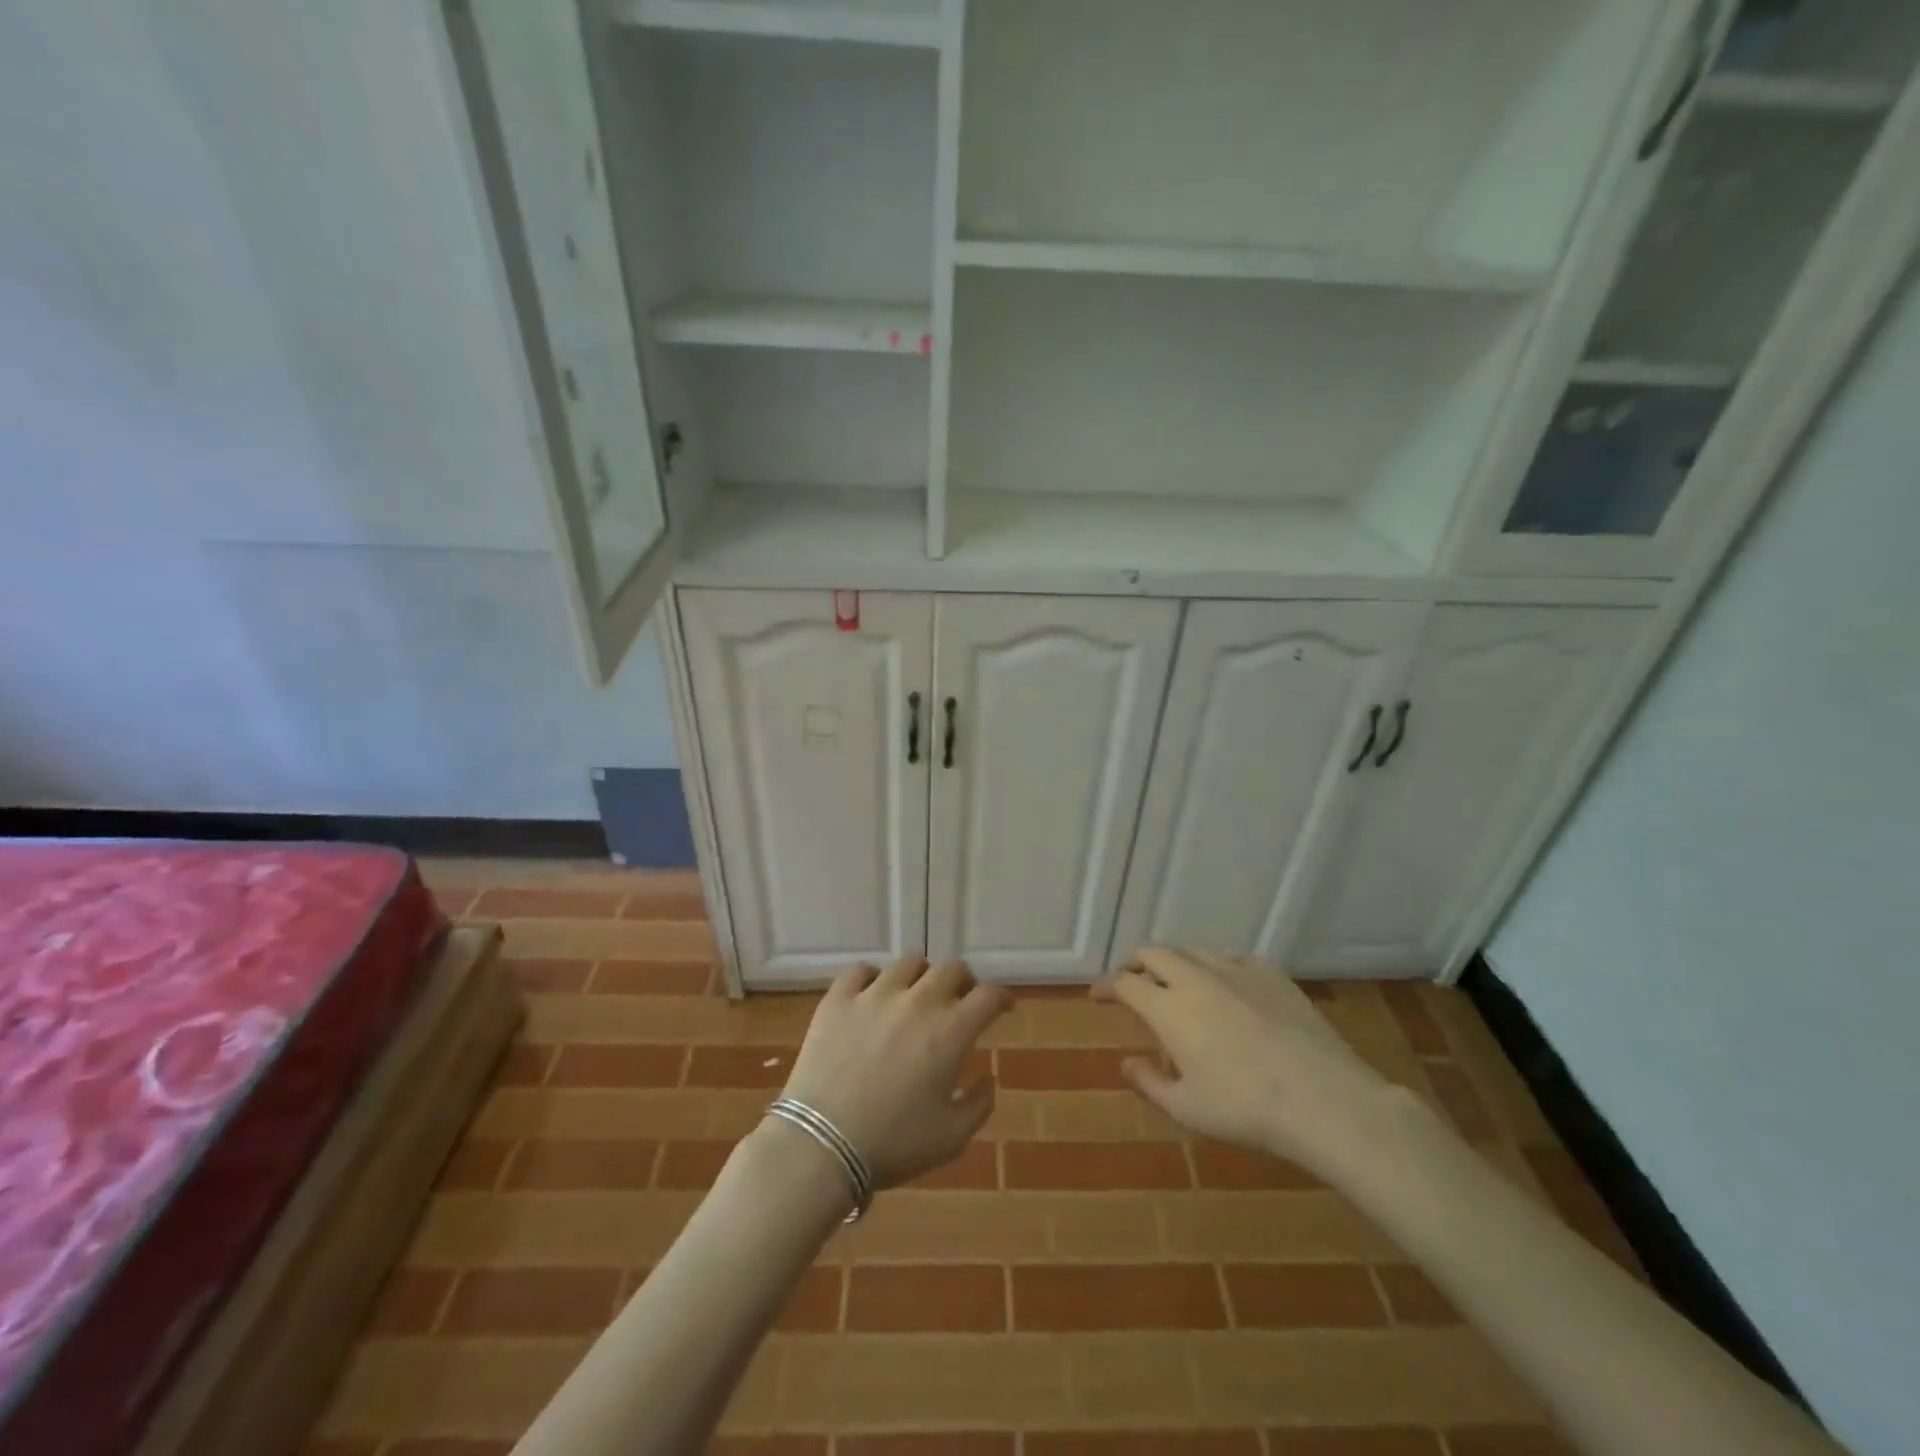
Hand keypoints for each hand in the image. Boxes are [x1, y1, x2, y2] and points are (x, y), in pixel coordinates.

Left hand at [780, 957, 1009, 1189]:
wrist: (822, 1143)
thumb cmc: (893, 1143)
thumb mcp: (952, 1137)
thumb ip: (980, 1103)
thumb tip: (988, 1077)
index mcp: (950, 1030)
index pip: (988, 996)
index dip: (1001, 997)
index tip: (1003, 1007)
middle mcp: (917, 1000)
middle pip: (952, 969)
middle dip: (964, 982)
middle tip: (961, 1000)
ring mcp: (875, 994)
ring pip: (909, 963)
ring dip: (922, 976)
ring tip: (917, 993)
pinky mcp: (838, 998)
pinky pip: (860, 970)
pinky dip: (872, 978)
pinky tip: (872, 994)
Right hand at [1096, 948, 1403, 1182]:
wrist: (1323, 1099)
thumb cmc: (1245, 1109)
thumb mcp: (1187, 1109)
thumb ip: (1149, 1082)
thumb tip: (1126, 1063)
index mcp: (1168, 1007)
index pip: (1125, 982)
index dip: (1107, 986)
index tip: (1098, 995)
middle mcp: (1196, 978)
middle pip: (1154, 952)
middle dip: (1136, 963)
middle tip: (1133, 982)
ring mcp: (1236, 970)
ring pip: (1192, 950)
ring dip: (1175, 963)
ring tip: (1177, 984)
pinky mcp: (1271, 974)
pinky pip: (1233, 959)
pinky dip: (1217, 968)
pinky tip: (1227, 988)